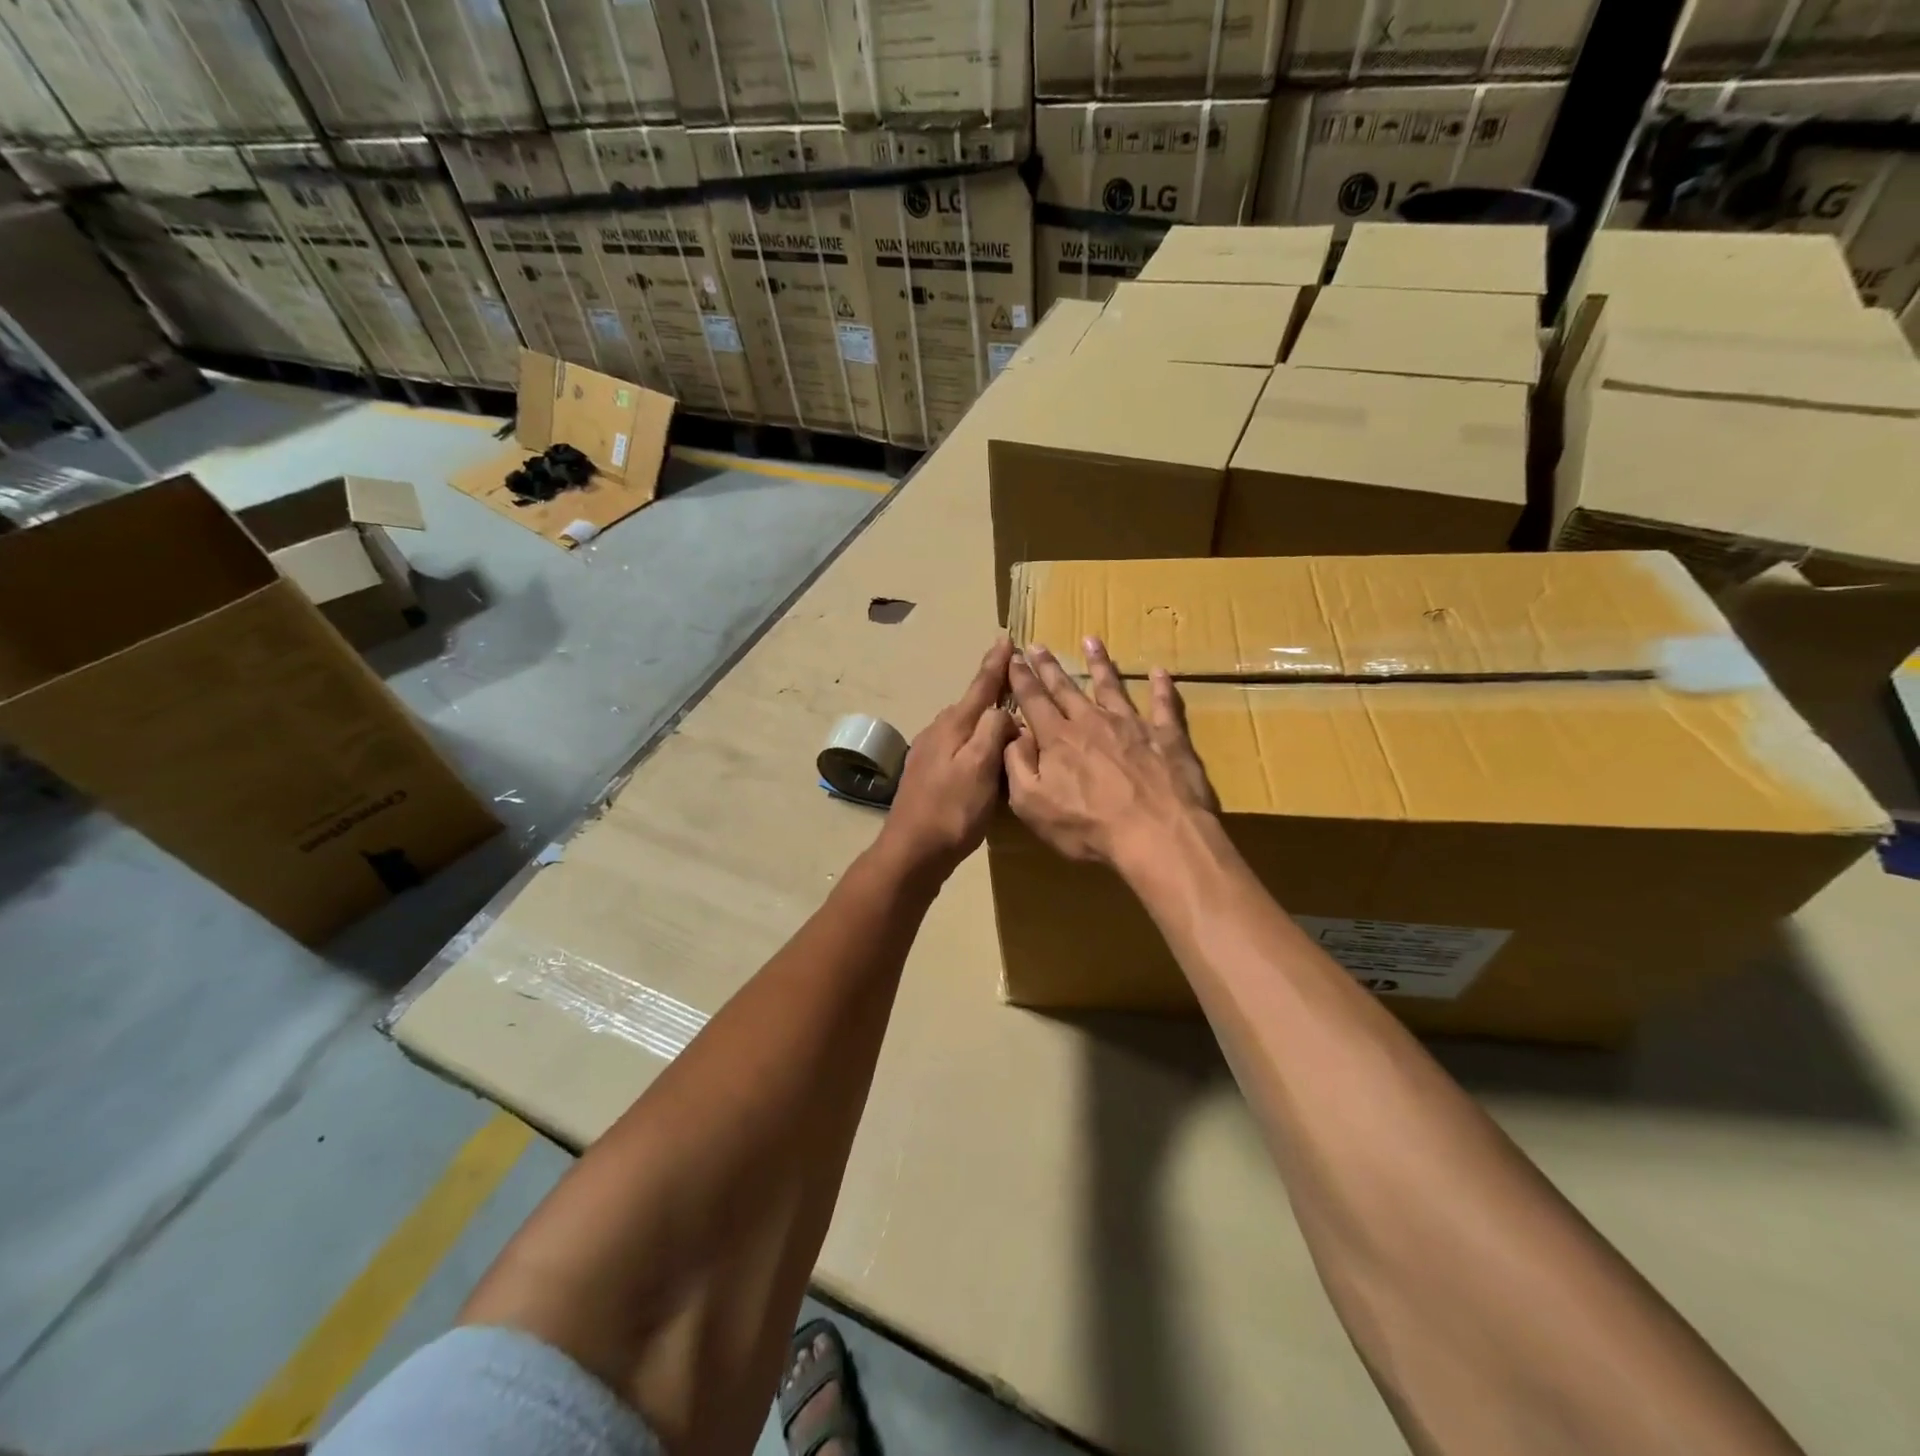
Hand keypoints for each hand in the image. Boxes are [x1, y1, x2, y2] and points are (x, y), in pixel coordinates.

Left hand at [875, 639, 1018, 881]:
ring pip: (963, 725)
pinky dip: (974, 740)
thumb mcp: (980, 767)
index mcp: (953, 726)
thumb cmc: (952, 809)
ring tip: (1005, 712)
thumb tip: (1002, 709)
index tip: (1006, 638)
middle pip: (970, 703)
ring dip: (983, 715)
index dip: (995, 664)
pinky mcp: (928, 774)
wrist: (912, 851)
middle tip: (1015, 676)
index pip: (980, 686)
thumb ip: (993, 730)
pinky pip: (957, 745)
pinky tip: (982, 753)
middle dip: (991, 687)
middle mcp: (938, 732)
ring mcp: (929, 753)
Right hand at [1004, 638, 1217, 871]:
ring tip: (1091, 641)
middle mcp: (1092, 722)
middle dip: (1049, 667)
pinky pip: (1164, 705)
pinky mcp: (1167, 737)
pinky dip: (1162, 687)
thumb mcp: (1032, 804)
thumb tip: (1011, 733)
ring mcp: (1132, 725)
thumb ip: (1017, 765)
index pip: (1033, 701)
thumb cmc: (1088, 827)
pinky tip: (1160, 671)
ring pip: (1112, 687)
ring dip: (1099, 663)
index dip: (1021, 679)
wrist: (1157, 834)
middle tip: (1038, 645)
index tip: (1014, 658)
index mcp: (1058, 739)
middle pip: (1066, 689)